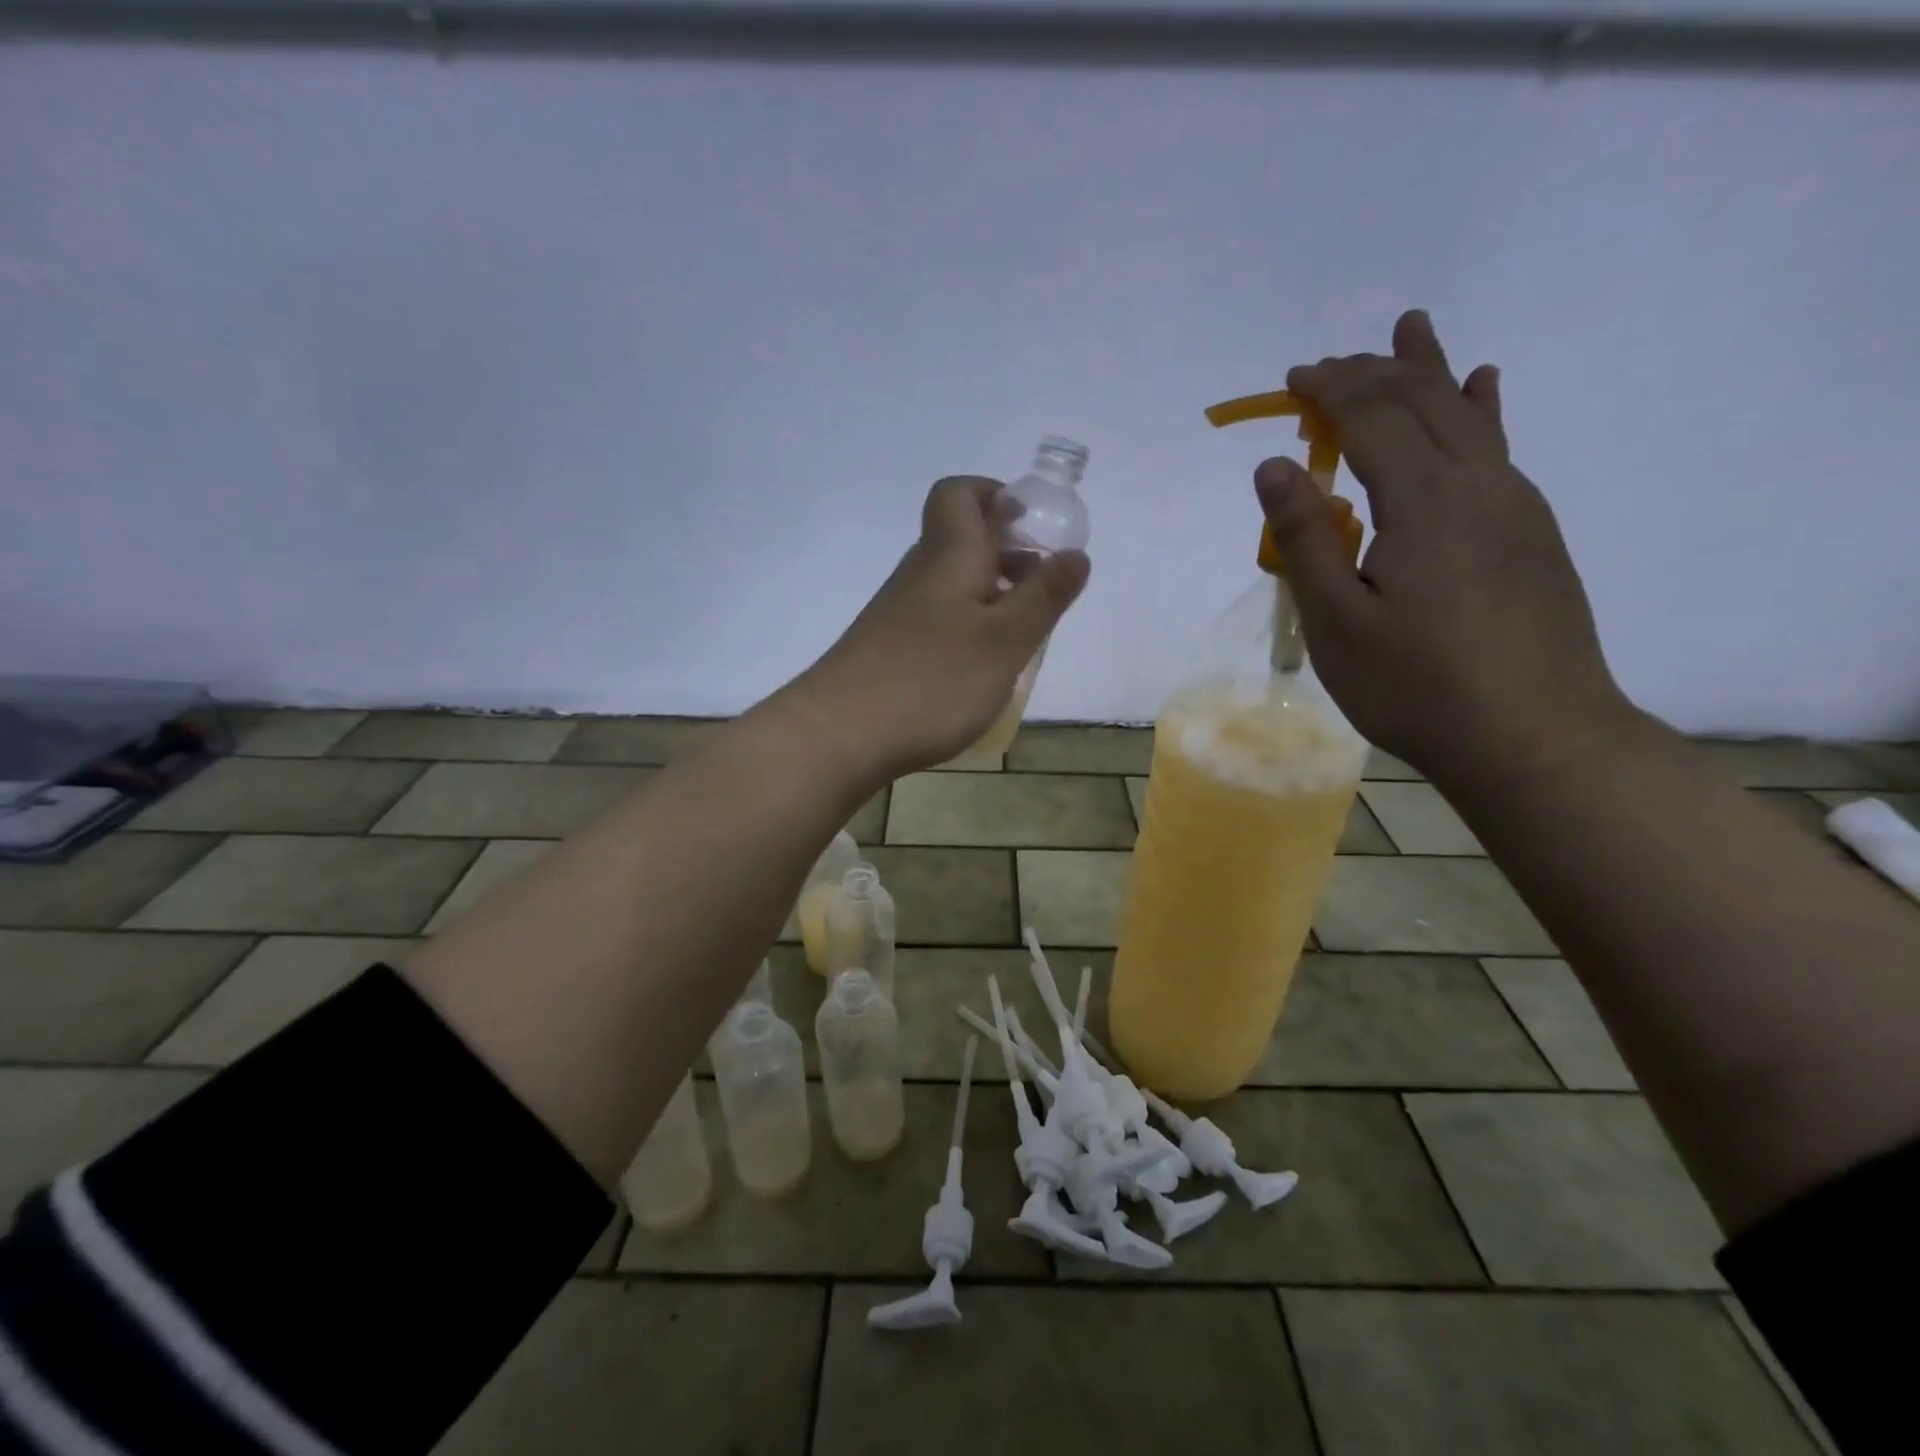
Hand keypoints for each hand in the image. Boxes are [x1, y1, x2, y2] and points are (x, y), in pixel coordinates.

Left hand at [792, 477, 1089, 780]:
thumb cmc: (932, 681)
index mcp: (950, 555)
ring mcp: (899, 612)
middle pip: (961, 540)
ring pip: (952, 584)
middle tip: (1044, 592)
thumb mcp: (1005, 640)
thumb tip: (1076, 553)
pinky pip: (938, 620)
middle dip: (1009, 554)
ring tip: (1022, 637)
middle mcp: (920, 573)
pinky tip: (980, 669)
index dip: (996, 495)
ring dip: (992, 597)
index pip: (959, 494)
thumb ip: (1044, 596)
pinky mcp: (889, 648)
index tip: (1032, 527)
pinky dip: (968, 629)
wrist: (839, 734)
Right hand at [1257, 310, 1631, 780]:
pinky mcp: (1532, 533)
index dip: (1330, 391)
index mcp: (1426, 502)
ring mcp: (1515, 505)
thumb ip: (1305, 539)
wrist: (1534, 737)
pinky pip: (1498, 449)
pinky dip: (1480, 410)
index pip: (1373, 418)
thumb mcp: (1338, 622)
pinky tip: (1485, 389)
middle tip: (1329, 364)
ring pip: (1468, 416)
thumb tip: (1275, 466)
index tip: (1292, 380)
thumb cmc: (1417, 687)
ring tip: (1412, 329)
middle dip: (1373, 374)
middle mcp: (1479, 484)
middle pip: (1424, 403)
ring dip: (1430, 373)